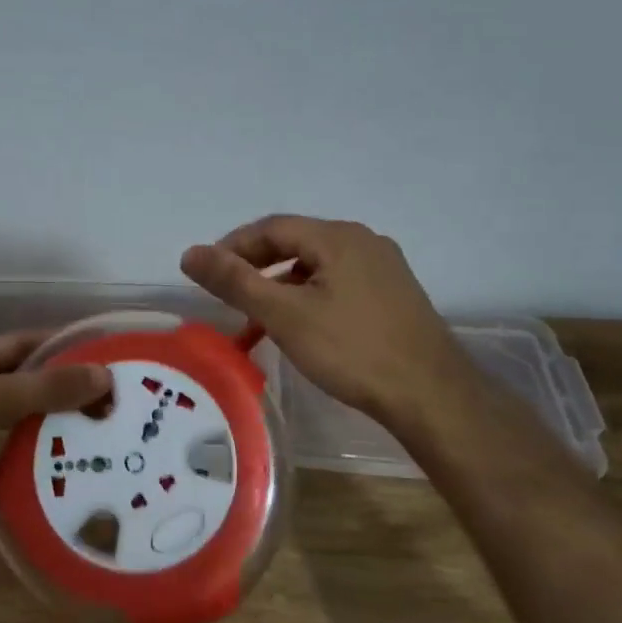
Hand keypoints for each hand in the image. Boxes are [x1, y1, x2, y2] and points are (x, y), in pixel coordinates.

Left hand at [0, 330, 112, 552]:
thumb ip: (50, 385)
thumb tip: (104, 374)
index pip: (26, 343)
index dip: (63, 344)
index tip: (105, 352)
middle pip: (38, 383)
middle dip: (75, 389)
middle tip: (120, 395)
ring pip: (42, 420)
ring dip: (72, 424)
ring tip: (118, 425)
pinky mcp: (1, 467)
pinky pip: (39, 453)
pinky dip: (62, 454)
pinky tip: (97, 457)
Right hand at [181, 214, 465, 430]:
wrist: (431, 395)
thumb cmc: (352, 350)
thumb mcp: (284, 315)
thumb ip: (235, 281)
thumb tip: (190, 253)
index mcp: (338, 236)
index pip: (272, 227)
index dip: (233, 246)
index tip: (207, 274)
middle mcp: (364, 242)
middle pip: (296, 243)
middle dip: (256, 267)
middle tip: (229, 296)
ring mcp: (384, 269)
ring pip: (317, 267)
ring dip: (282, 286)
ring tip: (258, 318)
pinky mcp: (394, 296)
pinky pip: (339, 285)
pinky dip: (309, 299)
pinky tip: (301, 329)